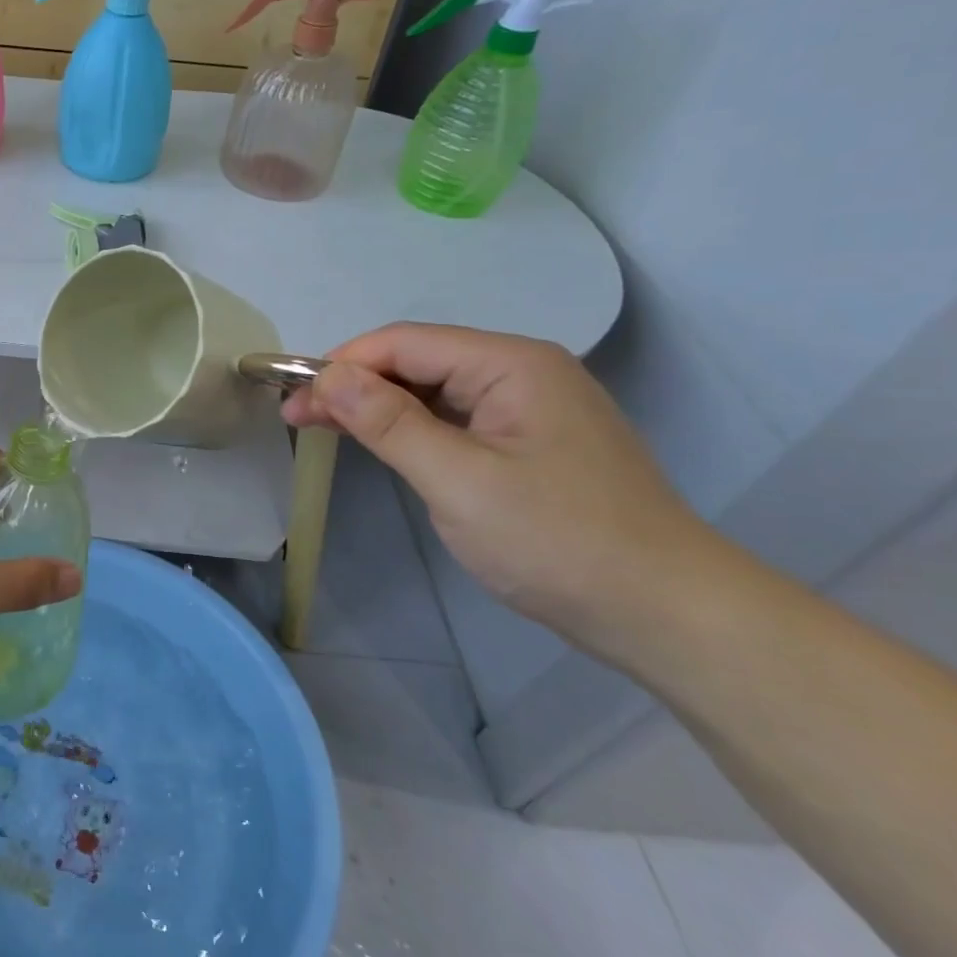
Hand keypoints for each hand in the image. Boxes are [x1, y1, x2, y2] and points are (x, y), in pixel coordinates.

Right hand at [282, 324, 718, 654]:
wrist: (665, 613)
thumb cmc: (559, 541)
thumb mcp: (458, 480)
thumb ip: (389, 422)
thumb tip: (327, 375)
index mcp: (512, 365)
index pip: (405, 343)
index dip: (342, 364)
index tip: (291, 396)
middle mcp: (522, 372)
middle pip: (417, 361)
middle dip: (353, 384)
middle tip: (295, 418)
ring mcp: (528, 409)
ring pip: (432, 390)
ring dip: (375, 406)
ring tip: (322, 427)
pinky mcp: (528, 443)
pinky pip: (453, 419)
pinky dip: (408, 427)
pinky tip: (379, 442)